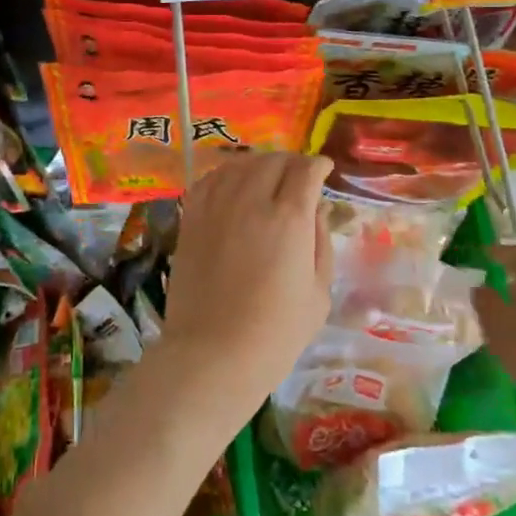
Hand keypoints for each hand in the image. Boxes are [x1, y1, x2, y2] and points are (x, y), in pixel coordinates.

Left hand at [161, 152, 333, 409]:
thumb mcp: (319, 293)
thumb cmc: (276, 333)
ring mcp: (216, 207)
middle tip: (299, 174)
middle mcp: (250, 201)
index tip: (324, 169)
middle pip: (272, 161)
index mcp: (288, 218)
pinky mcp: (191, 219)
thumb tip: (316, 209)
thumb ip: (321, 243)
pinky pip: (209, 180)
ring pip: (239, 164)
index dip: (318, 165)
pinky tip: (233, 184)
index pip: (305, 171)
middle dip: (291, 162)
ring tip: (267, 175)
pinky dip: (226, 174)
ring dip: (259, 163)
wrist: (213, 354)